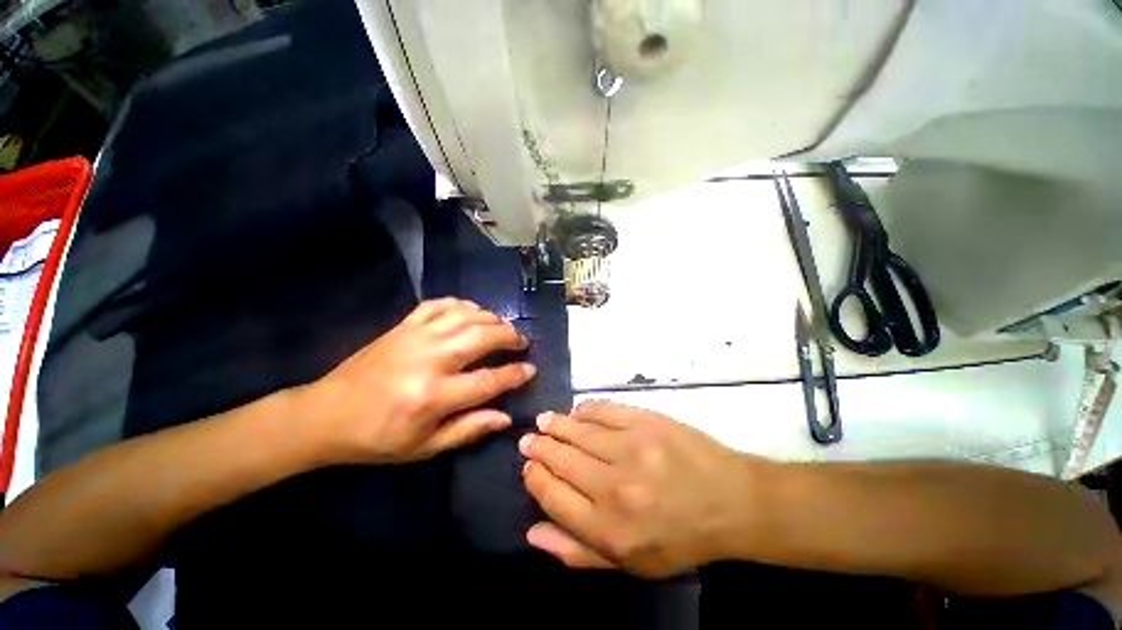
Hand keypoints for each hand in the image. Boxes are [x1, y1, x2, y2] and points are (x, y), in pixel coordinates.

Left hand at [304, 298, 535, 463]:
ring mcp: (416, 337)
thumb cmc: (378, 437)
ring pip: (465, 316)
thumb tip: (506, 417)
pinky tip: (472, 310)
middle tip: (522, 342)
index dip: (515, 374)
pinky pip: (438, 304)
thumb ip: (469, 429)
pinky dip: (460, 303)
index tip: (531, 370)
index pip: (489, 380)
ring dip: (491, 318)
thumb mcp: (425, 446)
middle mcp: (430, 360)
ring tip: (504, 326)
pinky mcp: (403, 325)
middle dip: (509, 337)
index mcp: (434, 396)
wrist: (327, 414)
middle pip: (482, 337)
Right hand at [520, 400, 765, 577]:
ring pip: (578, 430)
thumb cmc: (680, 538)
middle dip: (539, 447)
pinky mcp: (646, 420)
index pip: (553, 496)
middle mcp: (615, 486)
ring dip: (556, 424)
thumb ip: (577, 552)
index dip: (535, 478)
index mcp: (608, 528)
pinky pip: (603, 410)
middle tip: (529, 439)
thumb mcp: (631, 564)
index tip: (527, 467)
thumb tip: (533, 531)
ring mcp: (631, 447)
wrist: (731, 501)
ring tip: (543, 420)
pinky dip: (584, 410)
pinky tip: (576, 412)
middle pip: (561, 459)